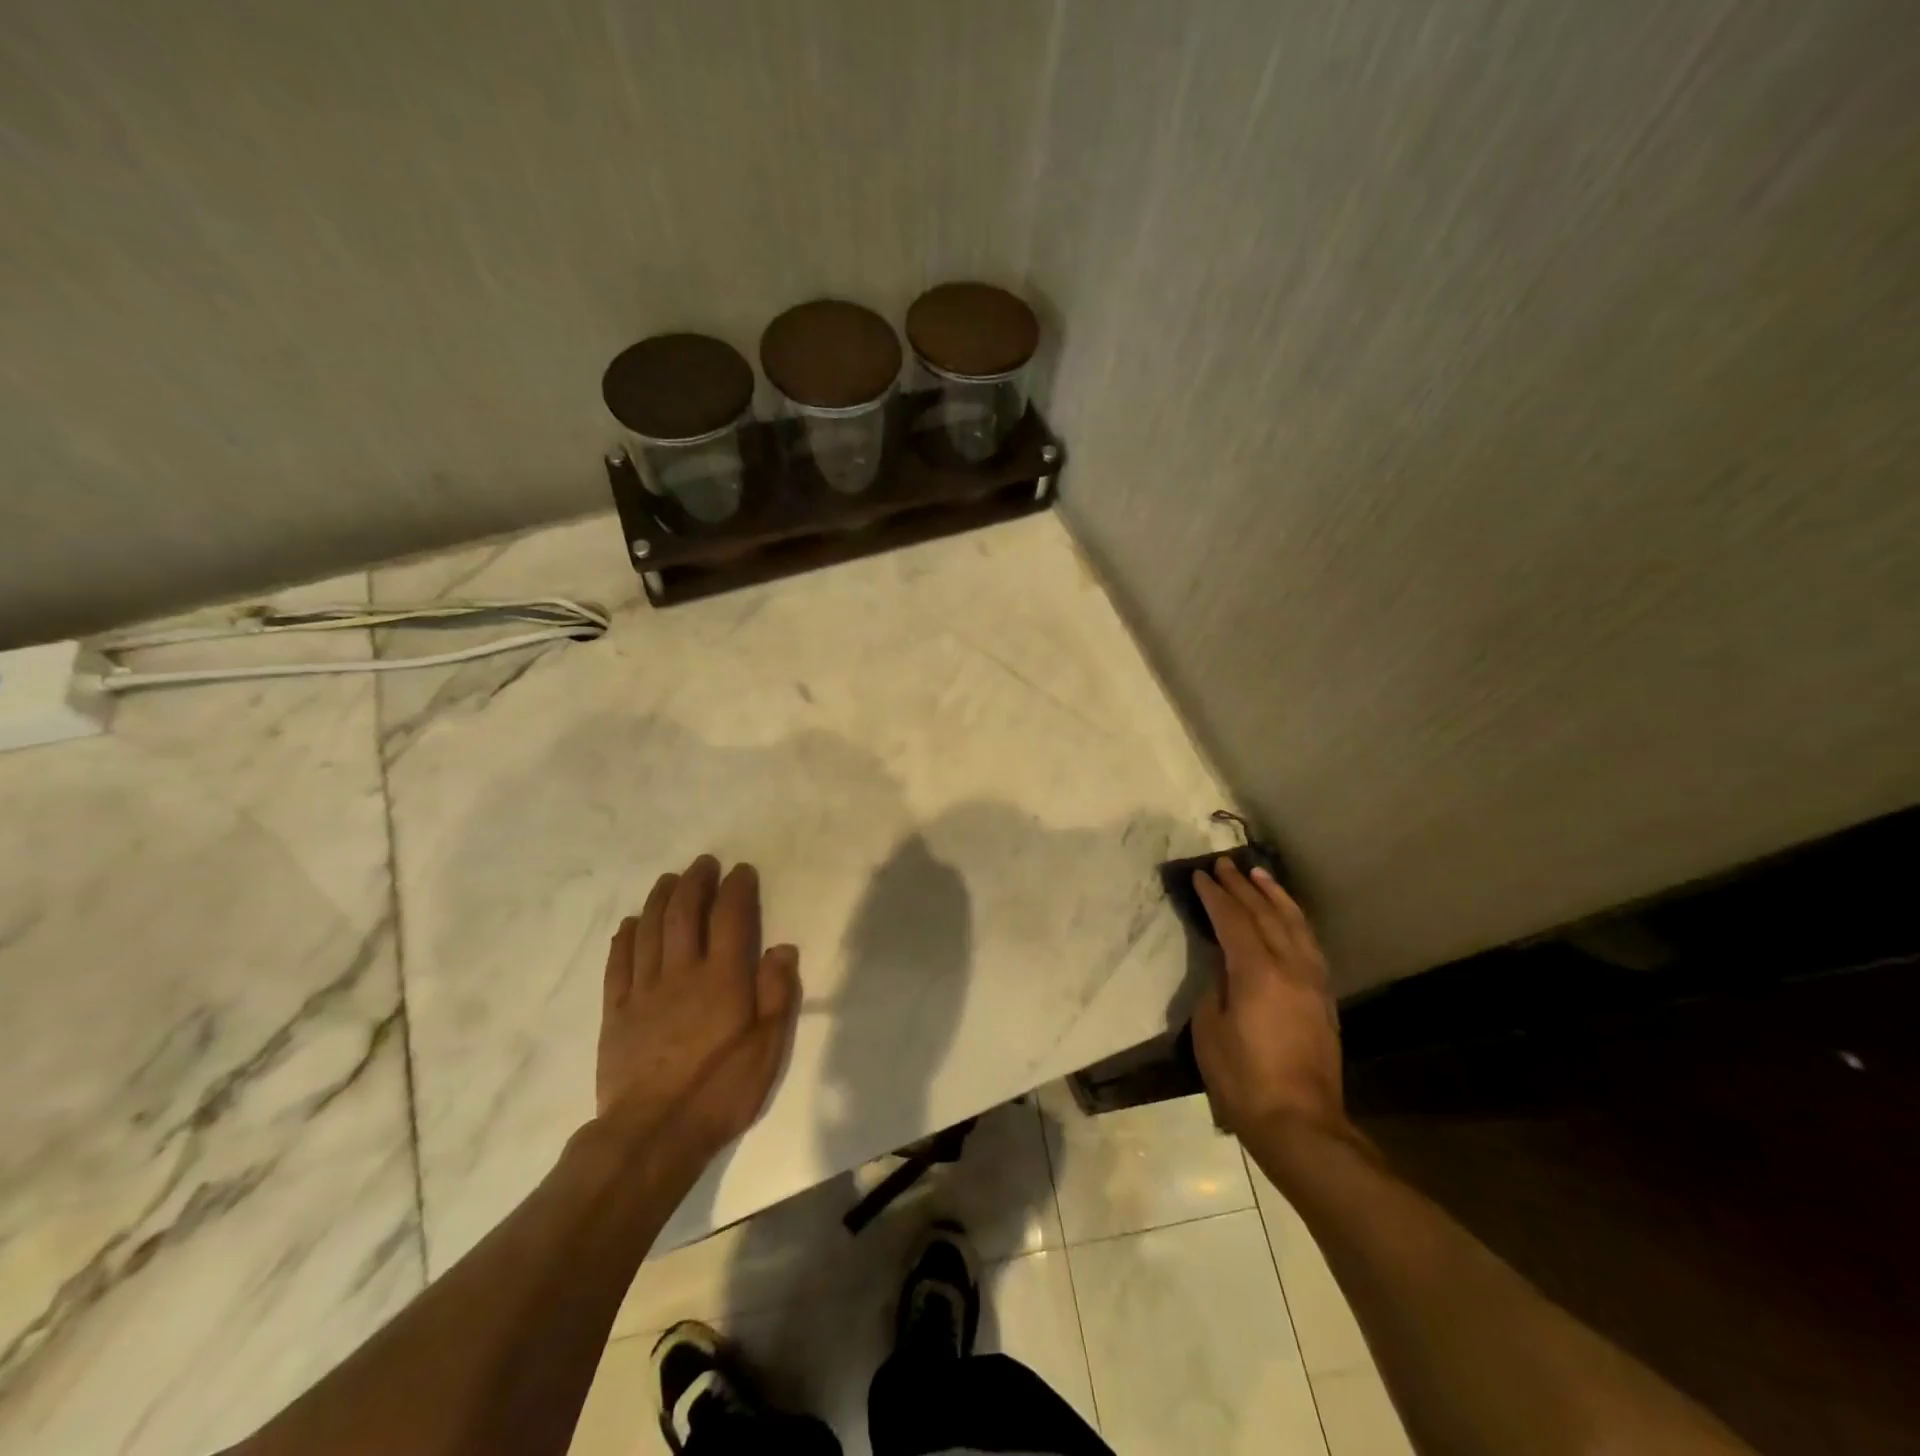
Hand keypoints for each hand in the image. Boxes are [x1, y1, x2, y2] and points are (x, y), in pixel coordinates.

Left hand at [596, 855, 799, 1157]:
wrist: (652, 1135)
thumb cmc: (720, 1091)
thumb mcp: (768, 1047)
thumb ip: (777, 994)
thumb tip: (781, 948)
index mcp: (722, 978)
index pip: (729, 918)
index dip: (735, 889)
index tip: (741, 871)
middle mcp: (681, 973)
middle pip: (684, 914)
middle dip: (695, 882)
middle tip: (703, 864)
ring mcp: (643, 991)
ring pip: (649, 931)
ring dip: (660, 899)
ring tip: (669, 879)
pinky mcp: (616, 1013)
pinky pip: (618, 964)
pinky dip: (625, 937)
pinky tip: (630, 923)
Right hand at [1190, 858, 1347, 1140]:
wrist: (1300, 1124)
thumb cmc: (1243, 1079)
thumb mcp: (1210, 1029)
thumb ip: (1216, 988)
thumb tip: (1225, 968)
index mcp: (1256, 973)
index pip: (1234, 920)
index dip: (1215, 896)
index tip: (1201, 875)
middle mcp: (1290, 967)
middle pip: (1266, 915)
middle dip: (1243, 887)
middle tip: (1225, 864)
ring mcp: (1313, 982)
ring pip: (1295, 925)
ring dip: (1275, 897)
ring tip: (1261, 875)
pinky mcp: (1324, 999)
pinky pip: (1309, 945)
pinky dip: (1295, 921)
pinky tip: (1288, 917)